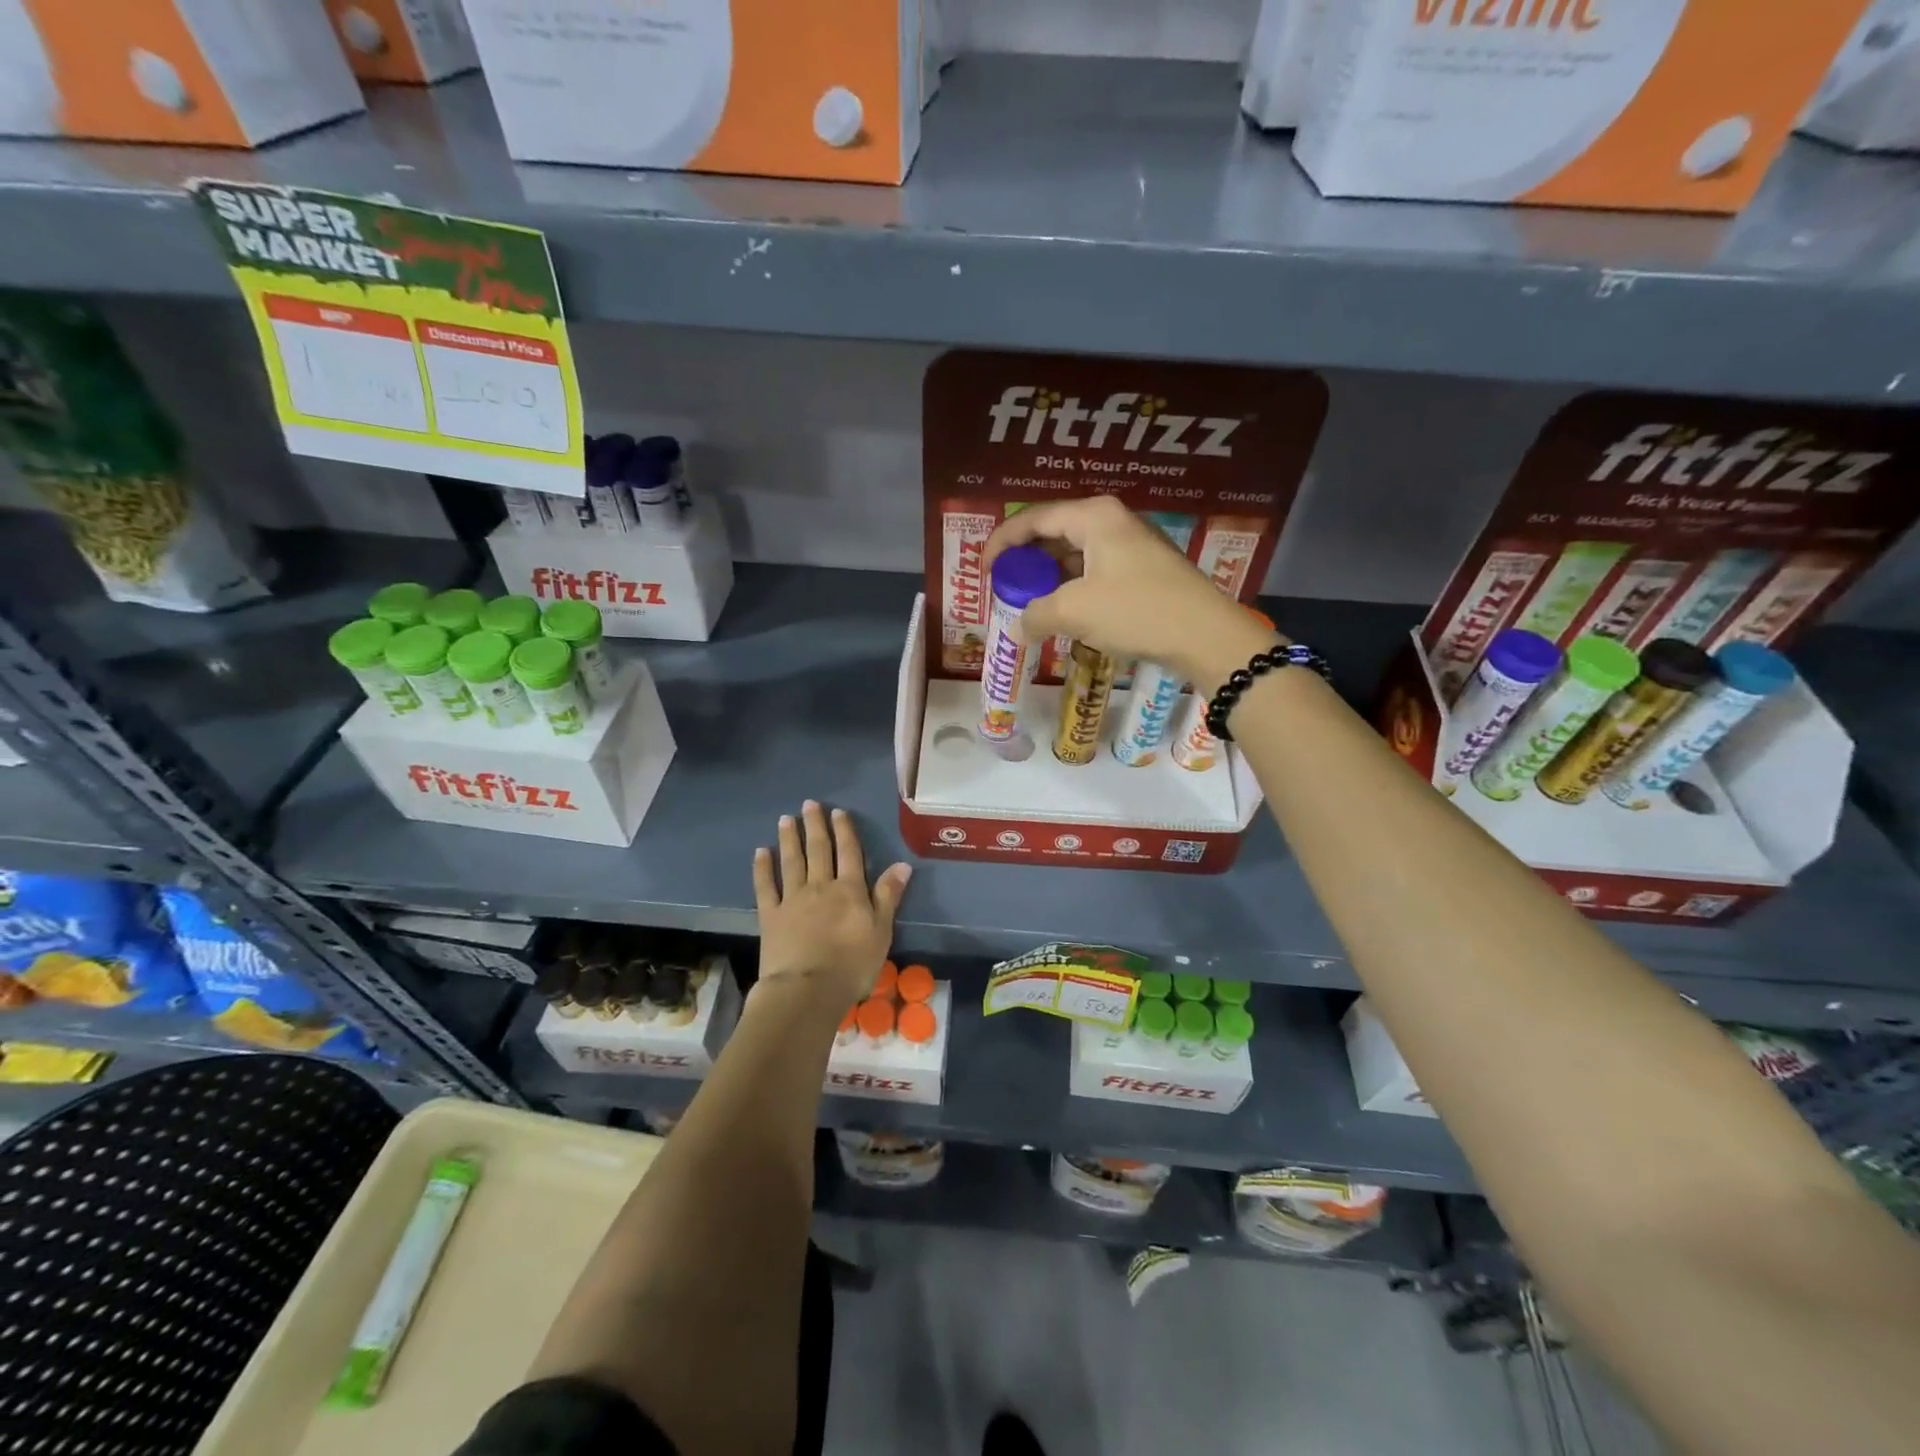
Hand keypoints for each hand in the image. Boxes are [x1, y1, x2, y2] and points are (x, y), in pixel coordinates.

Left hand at [753, 801, 910, 1006]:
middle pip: (819, 850)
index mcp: (850, 890)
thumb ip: (888, 896)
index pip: (849, 853)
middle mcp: (820, 887)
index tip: (837, 812)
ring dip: (789, 839)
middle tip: (809, 804)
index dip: (844, 831)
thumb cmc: (852, 965)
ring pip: (792, 862)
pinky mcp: (770, 916)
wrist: (807, 990)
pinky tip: (760, 852)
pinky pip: (765, 886)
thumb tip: (902, 864)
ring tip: (786, 818)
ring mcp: (792, 899)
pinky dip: (762, 868)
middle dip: (815, 826)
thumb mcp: (881, 932)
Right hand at [982, 495, 1280, 688]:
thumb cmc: (1136, 610)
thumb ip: (1035, 615)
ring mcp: (1132, 545)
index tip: (982, 571)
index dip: (1001, 543)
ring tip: (1029, 604)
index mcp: (1093, 516)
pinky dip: (1072, 589)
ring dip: (1049, 579)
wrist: (1206, 635)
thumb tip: (1016, 628)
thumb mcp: (1074, 612)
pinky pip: (1095, 572)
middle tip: (1004, 588)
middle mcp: (1112, 521)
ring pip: (1075, 555)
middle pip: (1054, 533)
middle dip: (1025, 561)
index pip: (1033, 518)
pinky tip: (1064, 614)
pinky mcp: (1144, 571)